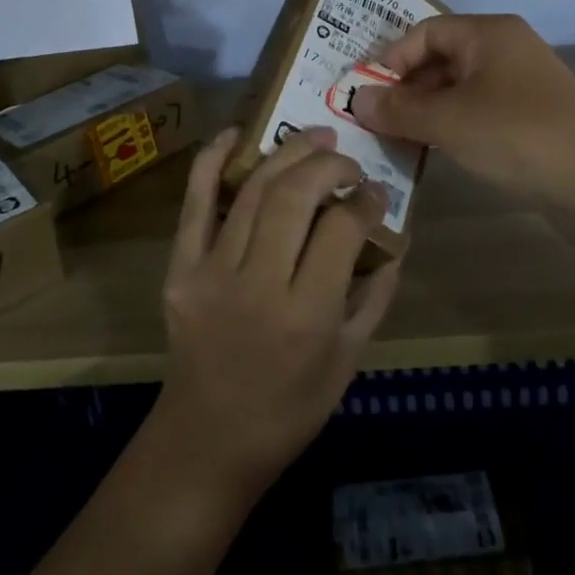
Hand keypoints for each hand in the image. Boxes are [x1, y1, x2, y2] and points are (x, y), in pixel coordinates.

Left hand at [153, 125, 402, 500]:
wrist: (207, 440)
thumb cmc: (289, 408)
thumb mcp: (349, 359)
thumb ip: (376, 294)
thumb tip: (395, 236)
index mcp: (306, 315)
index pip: (341, 228)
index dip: (365, 200)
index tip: (374, 193)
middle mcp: (258, 285)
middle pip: (294, 195)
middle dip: (329, 165)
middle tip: (347, 161)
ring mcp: (212, 272)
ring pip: (253, 190)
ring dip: (288, 153)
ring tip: (315, 138)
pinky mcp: (180, 268)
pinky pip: (194, 202)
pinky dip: (212, 160)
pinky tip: (237, 133)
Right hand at [350, 13, 574, 212]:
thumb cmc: (517, 135)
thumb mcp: (448, 121)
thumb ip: (398, 109)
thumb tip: (356, 100)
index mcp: (488, 33)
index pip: (424, 32)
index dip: (390, 60)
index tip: (366, 95)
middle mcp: (505, 49)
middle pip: (440, 59)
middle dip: (405, 88)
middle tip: (374, 121)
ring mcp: (520, 85)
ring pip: (457, 88)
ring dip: (425, 111)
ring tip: (396, 139)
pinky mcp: (530, 118)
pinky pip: (477, 111)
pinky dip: (451, 126)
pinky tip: (432, 151)